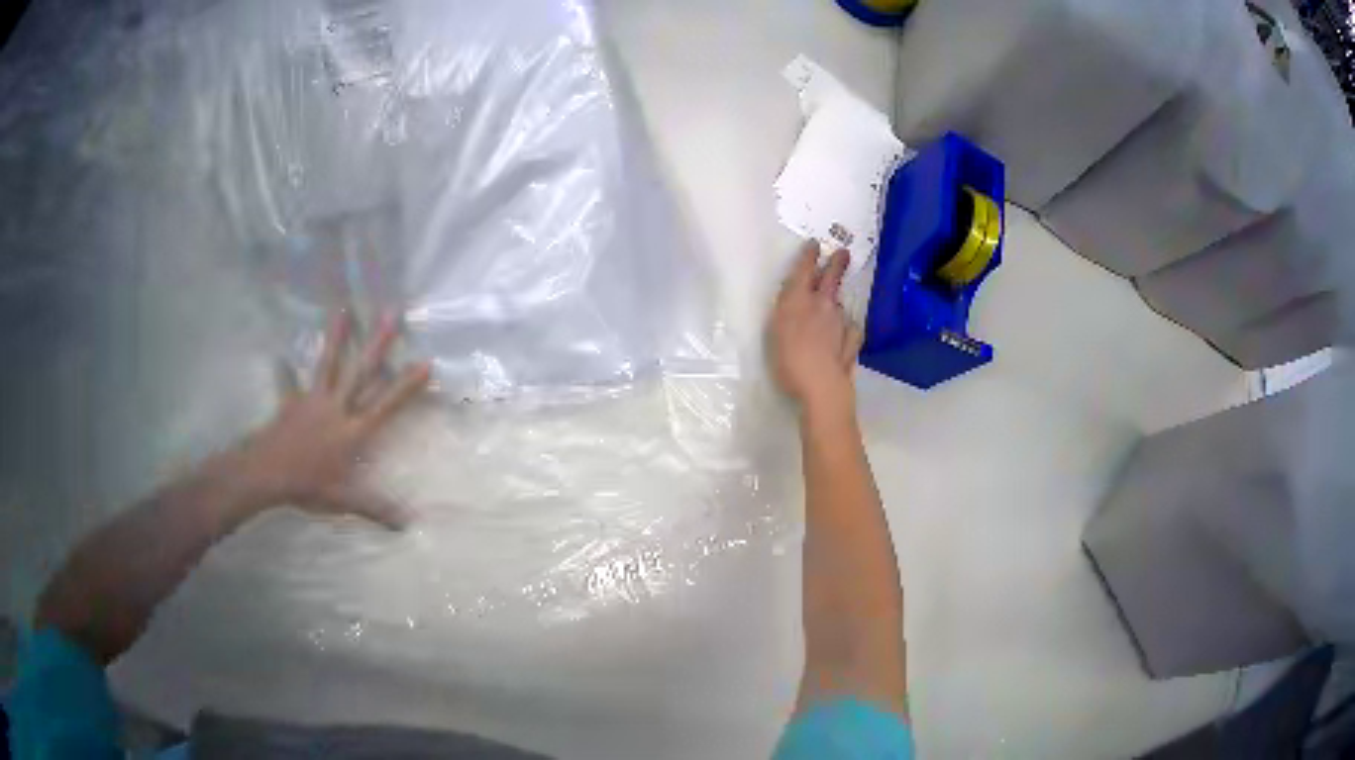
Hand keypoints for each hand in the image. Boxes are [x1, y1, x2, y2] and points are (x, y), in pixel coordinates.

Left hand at [228, 311, 431, 528]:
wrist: (269, 473)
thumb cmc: (309, 485)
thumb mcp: (344, 500)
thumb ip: (375, 508)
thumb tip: (407, 524)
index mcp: (353, 431)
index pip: (385, 405)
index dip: (406, 385)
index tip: (425, 362)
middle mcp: (337, 408)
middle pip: (361, 372)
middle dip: (378, 343)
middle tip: (391, 314)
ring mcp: (313, 401)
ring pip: (329, 365)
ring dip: (336, 338)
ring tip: (342, 310)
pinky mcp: (292, 403)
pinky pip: (288, 385)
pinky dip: (283, 372)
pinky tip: (278, 358)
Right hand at [769, 242, 862, 417]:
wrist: (821, 385)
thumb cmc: (788, 360)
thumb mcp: (774, 331)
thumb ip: (786, 311)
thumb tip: (795, 298)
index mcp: (799, 299)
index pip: (805, 269)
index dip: (810, 255)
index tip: (815, 245)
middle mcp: (822, 304)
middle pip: (832, 277)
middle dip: (837, 263)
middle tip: (843, 253)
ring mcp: (840, 321)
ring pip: (838, 304)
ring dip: (835, 302)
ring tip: (832, 308)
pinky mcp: (852, 339)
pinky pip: (850, 328)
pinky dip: (847, 328)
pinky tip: (844, 335)